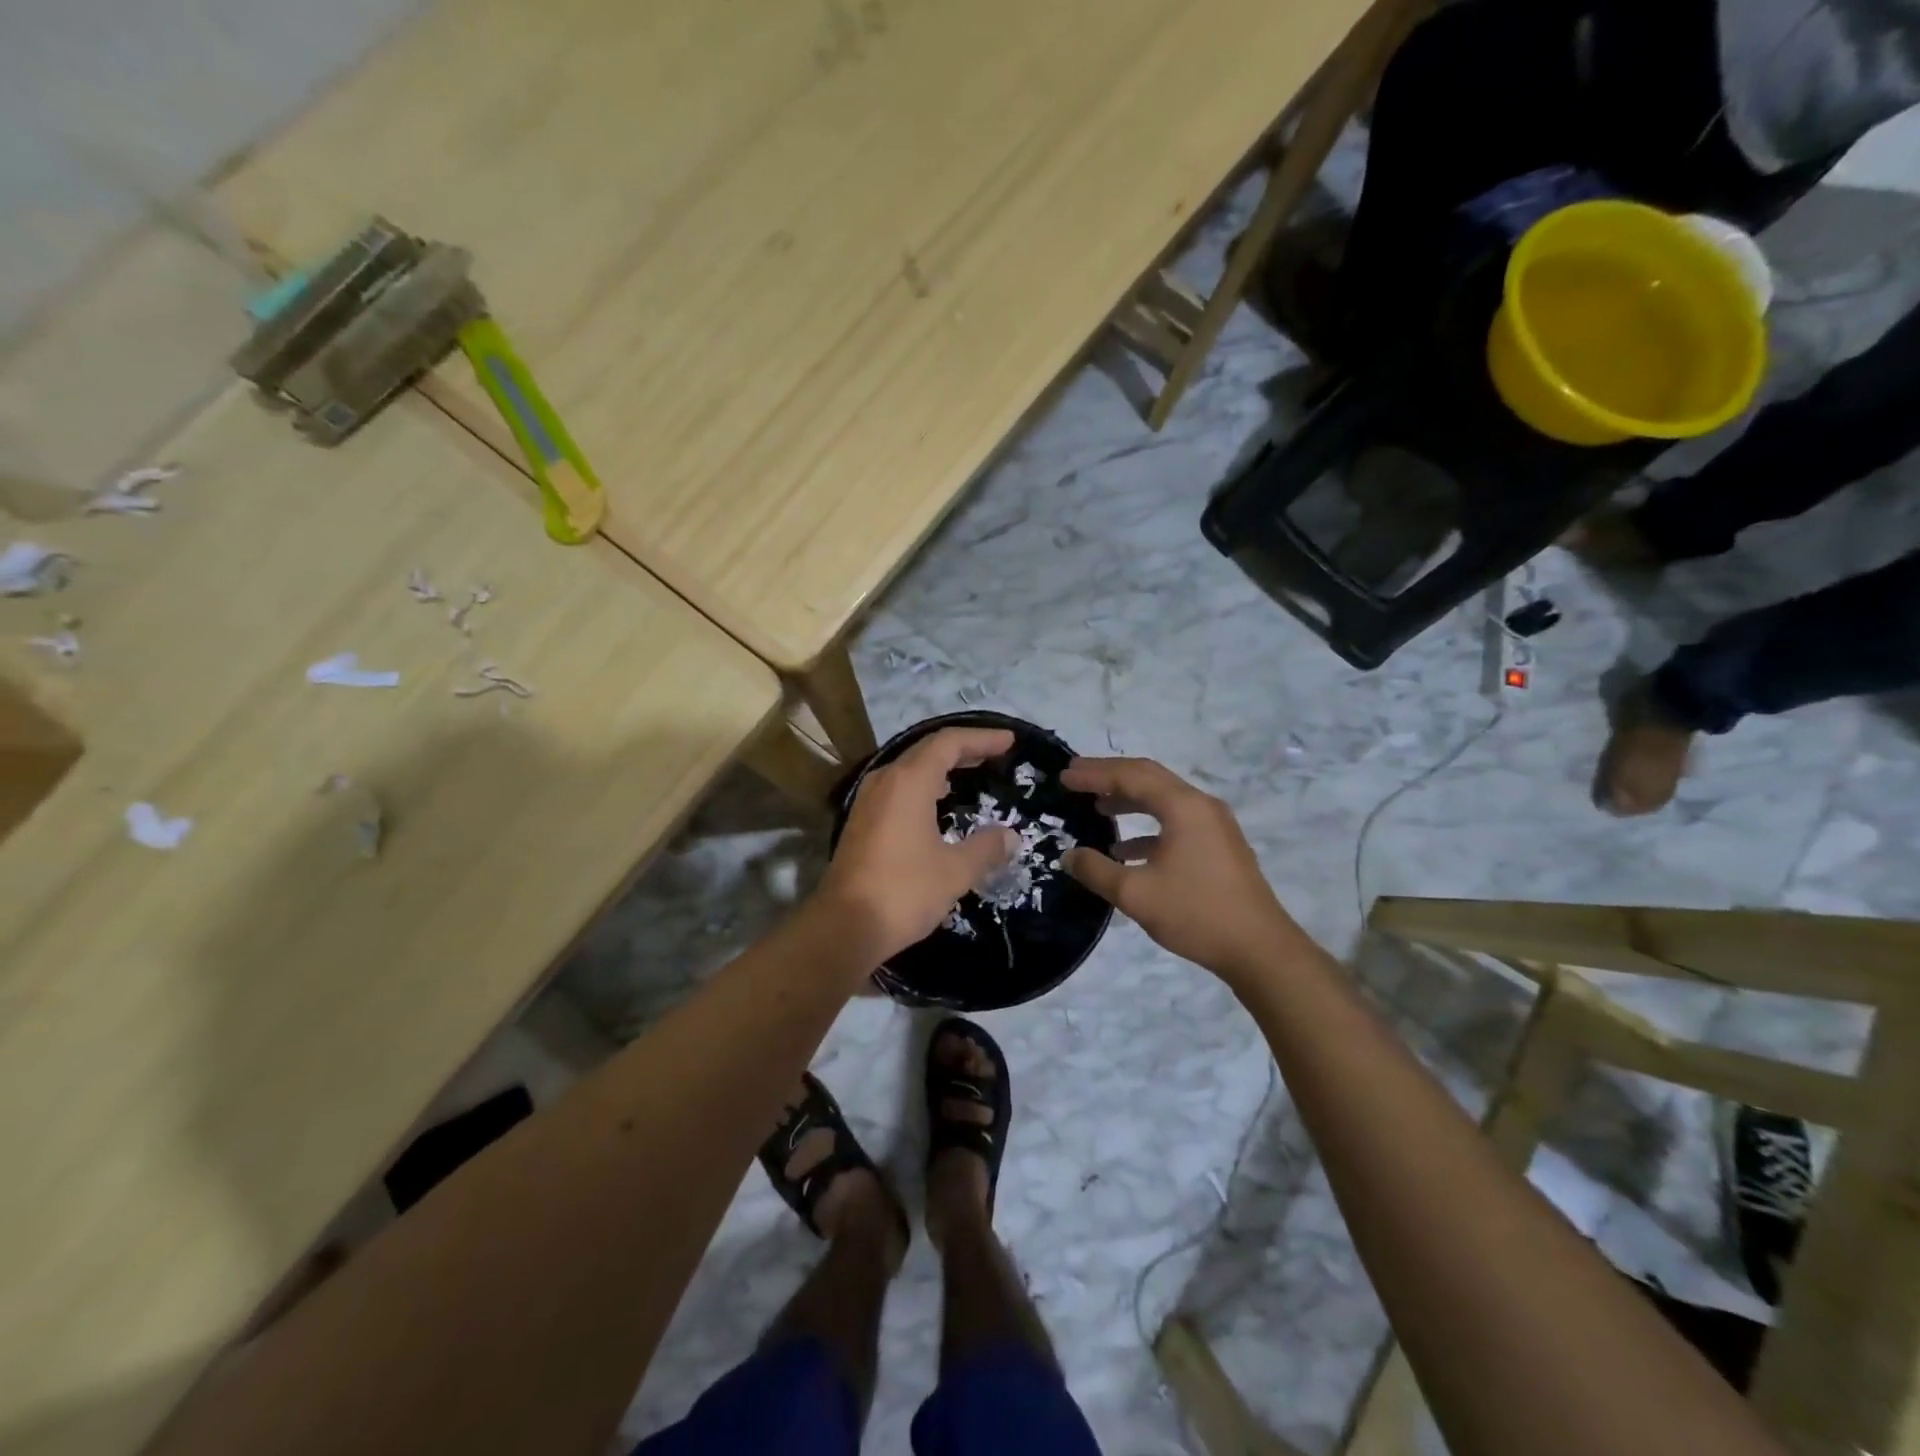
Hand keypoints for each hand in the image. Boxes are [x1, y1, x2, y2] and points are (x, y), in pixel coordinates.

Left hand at [817, 727, 1019, 964]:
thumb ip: (986, 848)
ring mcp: (868, 800)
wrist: (843, 927)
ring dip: (942, 766)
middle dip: (964, 748)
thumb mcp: (955, 871)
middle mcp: (885, 781)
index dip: (981, 738)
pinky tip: (938, 804)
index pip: (948, 743)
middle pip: (927, 750)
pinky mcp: (862, 822)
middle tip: (995, 753)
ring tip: (971, 772)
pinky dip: (924, 785)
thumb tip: (1010, 836)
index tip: (1009, 741)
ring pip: (910, 768)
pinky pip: (899, 788)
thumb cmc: (903, 891)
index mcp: (908, 782)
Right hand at [1059, 757, 1304, 984]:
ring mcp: (1214, 825)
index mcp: (1183, 807)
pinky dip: (1147, 828)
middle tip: (1076, 778)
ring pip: (1163, 800)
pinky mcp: (1219, 846)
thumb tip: (1068, 855)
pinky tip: (1125, 851)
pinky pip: (1176, 822)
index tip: (1064, 775)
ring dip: (1128, 800)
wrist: (1260, 949)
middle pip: (1148, 778)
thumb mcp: (1135, 894)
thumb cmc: (1196, 913)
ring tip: (1096, 807)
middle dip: (1110, 776)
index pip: (1130, 776)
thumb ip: (1096, 870)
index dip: (1094, 773)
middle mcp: (1201, 806)